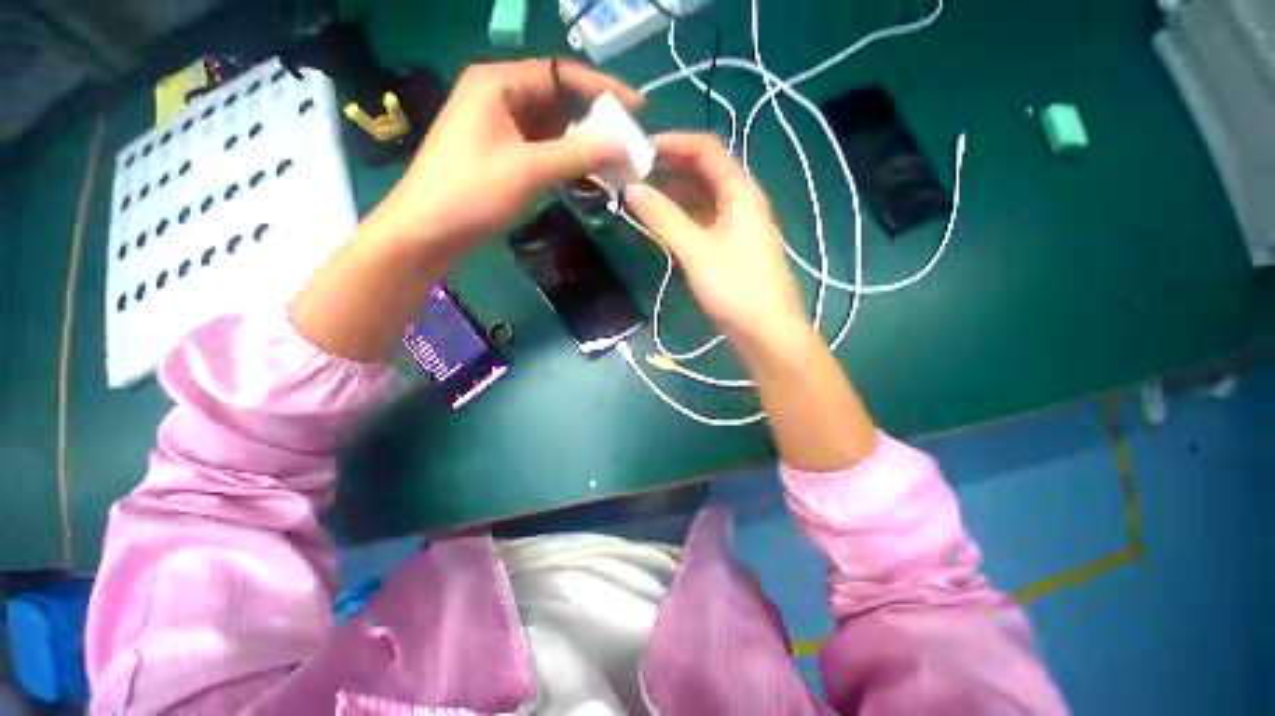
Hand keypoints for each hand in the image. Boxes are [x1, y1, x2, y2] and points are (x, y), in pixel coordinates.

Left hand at [362, 59, 643, 261]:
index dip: (602, 89)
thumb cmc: (473, 192)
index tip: (638, 109)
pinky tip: (584, 175)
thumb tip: (625, 144)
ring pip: (551, 128)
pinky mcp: (499, 154)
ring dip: (581, 145)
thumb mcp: (530, 170)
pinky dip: (564, 160)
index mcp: (499, 83)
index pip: (561, 73)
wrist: (427, 232)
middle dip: (593, 122)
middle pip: (557, 100)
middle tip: (627, 144)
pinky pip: (540, 149)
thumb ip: (579, 154)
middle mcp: (499, 97)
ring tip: (613, 164)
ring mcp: (498, 127)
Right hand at [625, 133, 807, 347]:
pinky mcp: (731, 247)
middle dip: (670, 166)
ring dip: (675, 190)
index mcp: (740, 192)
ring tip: (642, 192)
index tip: (638, 149)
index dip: (673, 142)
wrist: (766, 331)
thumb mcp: (697, 251)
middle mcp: (741, 201)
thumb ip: (664, 218)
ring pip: (704, 196)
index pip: (706, 149)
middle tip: (634, 171)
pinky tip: (663, 220)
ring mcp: (737, 226)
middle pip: (705, 170)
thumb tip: (631, 188)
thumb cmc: (735, 288)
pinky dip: (683, 215)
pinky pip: (704, 219)